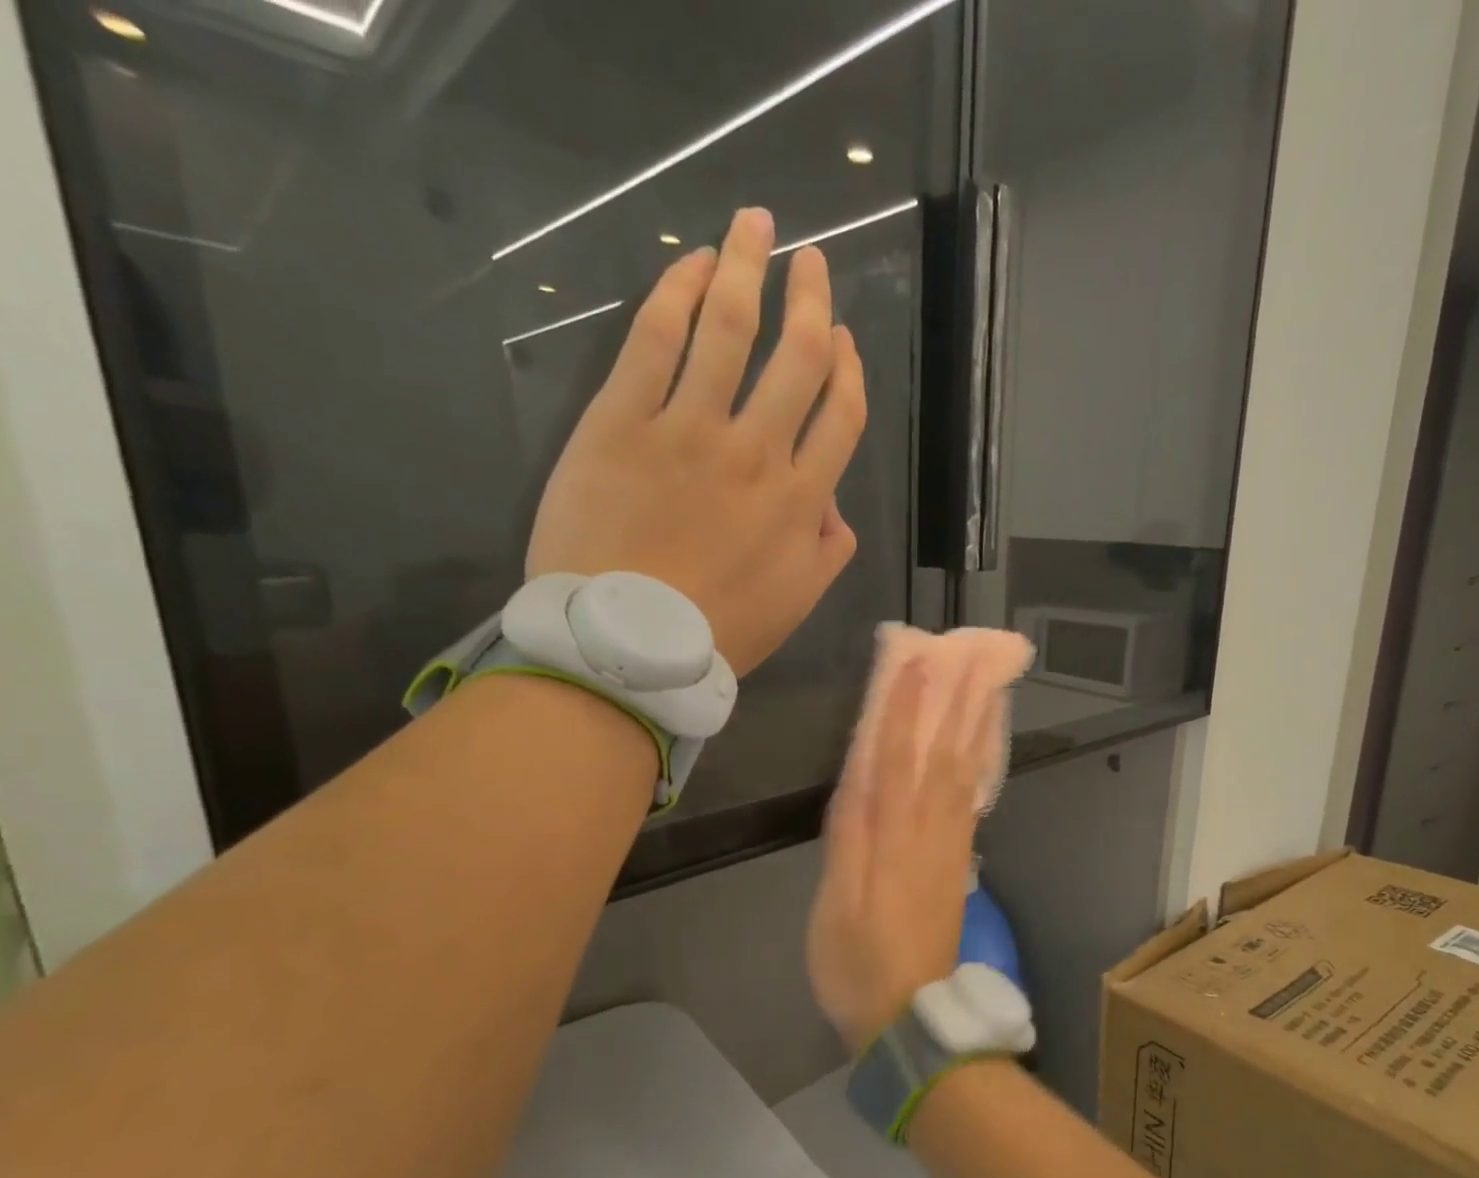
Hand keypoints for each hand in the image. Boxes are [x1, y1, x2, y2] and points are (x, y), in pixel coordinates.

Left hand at [526, 207, 864, 674]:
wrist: (628, 645)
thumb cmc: (718, 633)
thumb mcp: (796, 604)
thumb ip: (827, 553)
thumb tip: (833, 509)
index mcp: (801, 499)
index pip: (841, 415)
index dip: (849, 369)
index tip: (843, 340)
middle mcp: (757, 451)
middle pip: (798, 358)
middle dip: (811, 299)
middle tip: (811, 259)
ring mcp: (689, 429)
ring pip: (730, 329)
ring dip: (749, 268)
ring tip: (756, 224)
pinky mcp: (623, 420)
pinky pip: (656, 340)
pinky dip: (677, 292)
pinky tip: (691, 263)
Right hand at [807, 665, 993, 1053]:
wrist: (910, 1015)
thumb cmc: (857, 962)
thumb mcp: (836, 903)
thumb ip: (848, 838)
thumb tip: (857, 777)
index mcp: (893, 837)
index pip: (899, 758)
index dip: (907, 709)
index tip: (917, 664)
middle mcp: (929, 832)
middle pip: (945, 756)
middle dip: (956, 703)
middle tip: (973, 658)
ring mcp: (951, 846)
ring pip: (967, 775)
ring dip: (978, 728)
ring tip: (989, 687)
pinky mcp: (959, 863)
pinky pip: (973, 801)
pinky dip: (982, 767)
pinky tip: (984, 748)